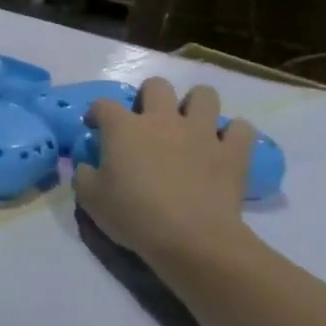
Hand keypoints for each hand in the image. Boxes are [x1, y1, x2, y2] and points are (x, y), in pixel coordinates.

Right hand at [73, 78, 254, 275]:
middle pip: (156, 86)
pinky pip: (241, 128)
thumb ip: (84, 175)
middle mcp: (162, 120)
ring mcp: (201, 132)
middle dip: (148, 97)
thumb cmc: (133, 216)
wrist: (191, 239)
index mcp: (123, 128)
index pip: (103, 105)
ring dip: (195, 105)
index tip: (95, 128)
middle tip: (146, 121)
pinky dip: (233, 134)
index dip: (96, 114)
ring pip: (204, 95)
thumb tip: (88, 165)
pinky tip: (224, 146)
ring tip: (189, 125)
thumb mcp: (90, 199)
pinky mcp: (232, 152)